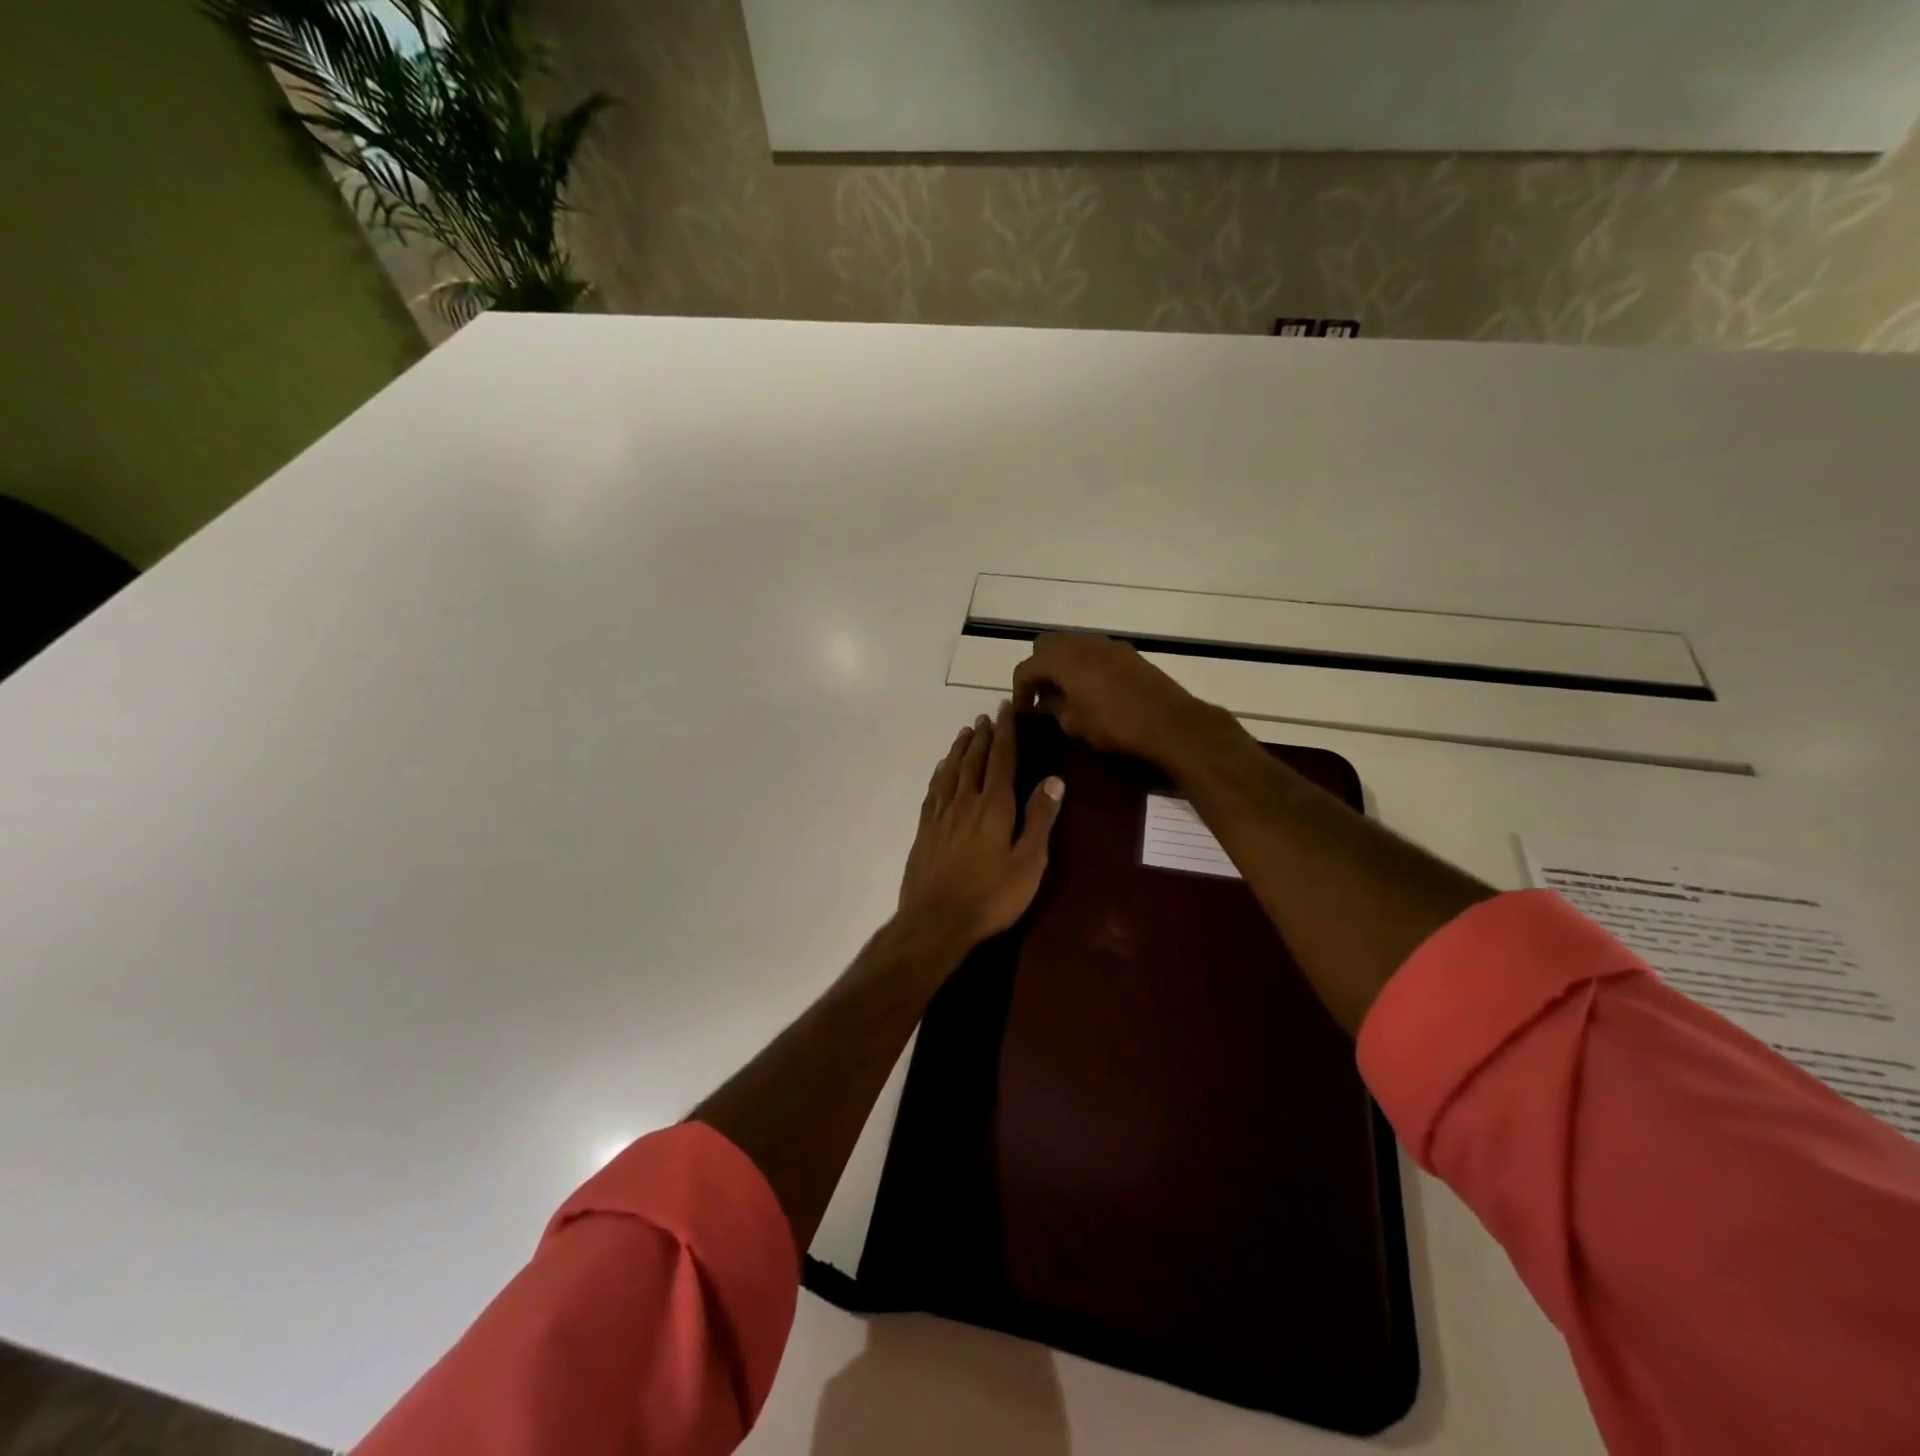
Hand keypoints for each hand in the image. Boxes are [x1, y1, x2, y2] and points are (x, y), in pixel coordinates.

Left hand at [897, 702, 1064, 952]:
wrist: (936, 920)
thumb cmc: (991, 896)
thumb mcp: (1029, 862)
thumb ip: (1040, 819)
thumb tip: (1054, 779)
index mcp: (994, 806)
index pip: (1001, 759)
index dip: (1005, 733)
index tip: (1005, 709)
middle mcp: (965, 801)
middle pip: (975, 760)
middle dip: (983, 736)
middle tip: (987, 716)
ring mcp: (941, 815)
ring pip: (951, 771)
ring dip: (960, 749)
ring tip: (966, 732)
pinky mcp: (925, 830)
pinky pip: (933, 790)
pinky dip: (940, 772)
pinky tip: (942, 768)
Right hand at [1011, 633, 1223, 762]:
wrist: (1168, 722)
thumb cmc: (1114, 725)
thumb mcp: (1074, 724)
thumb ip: (1053, 709)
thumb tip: (1046, 703)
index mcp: (1062, 659)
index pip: (1026, 667)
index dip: (1019, 690)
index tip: (1023, 712)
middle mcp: (1082, 643)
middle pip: (1047, 645)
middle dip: (1039, 668)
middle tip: (1042, 695)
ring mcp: (1107, 645)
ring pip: (1073, 645)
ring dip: (1064, 665)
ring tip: (1067, 694)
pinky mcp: (1128, 653)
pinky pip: (1095, 653)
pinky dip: (1086, 666)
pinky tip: (1094, 691)